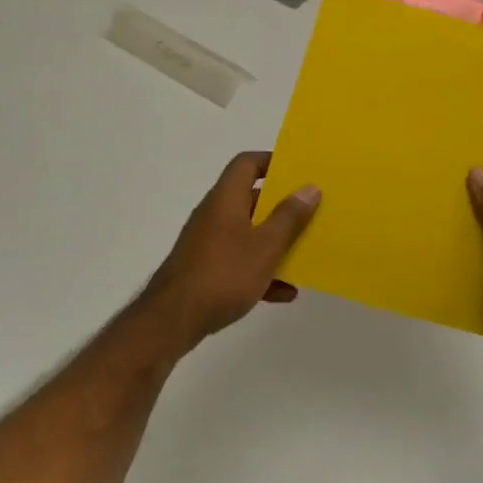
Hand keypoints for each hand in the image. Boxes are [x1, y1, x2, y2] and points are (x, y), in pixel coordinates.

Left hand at [142, 152, 320, 350]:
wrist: (172, 321)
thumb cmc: (223, 274)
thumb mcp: (266, 246)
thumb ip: (290, 217)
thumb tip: (310, 187)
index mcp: (226, 199)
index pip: (246, 163)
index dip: (272, 162)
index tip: (298, 172)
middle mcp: (214, 215)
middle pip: (251, 199)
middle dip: (281, 207)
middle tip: (310, 213)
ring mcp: (207, 243)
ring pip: (248, 233)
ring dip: (274, 242)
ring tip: (303, 253)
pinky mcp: (205, 270)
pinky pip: (239, 262)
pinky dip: (261, 271)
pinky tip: (284, 292)